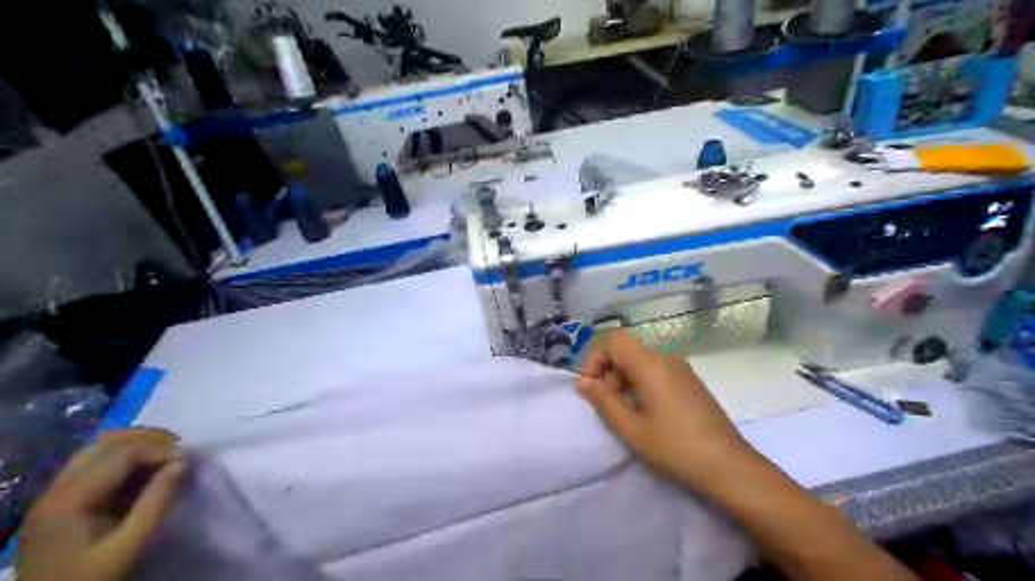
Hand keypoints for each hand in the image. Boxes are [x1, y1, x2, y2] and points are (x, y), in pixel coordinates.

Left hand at [18, 427, 188, 579]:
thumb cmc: (91, 579)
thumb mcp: (129, 545)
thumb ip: (157, 501)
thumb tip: (184, 462)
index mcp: (69, 498)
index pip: (121, 453)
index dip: (160, 450)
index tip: (188, 462)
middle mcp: (56, 489)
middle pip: (105, 443)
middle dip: (148, 439)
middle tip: (180, 451)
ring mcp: (54, 495)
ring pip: (98, 450)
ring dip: (136, 446)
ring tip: (166, 457)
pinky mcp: (61, 504)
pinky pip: (94, 465)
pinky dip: (124, 459)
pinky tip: (144, 472)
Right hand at [579, 332, 756, 489]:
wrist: (729, 467)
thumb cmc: (675, 447)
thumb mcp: (632, 428)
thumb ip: (604, 401)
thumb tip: (583, 383)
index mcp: (651, 364)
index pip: (613, 340)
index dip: (595, 359)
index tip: (590, 387)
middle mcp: (667, 358)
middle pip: (627, 351)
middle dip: (608, 373)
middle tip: (606, 406)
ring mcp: (682, 369)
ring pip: (641, 362)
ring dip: (624, 380)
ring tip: (625, 414)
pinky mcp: (690, 382)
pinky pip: (657, 372)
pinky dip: (642, 385)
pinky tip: (646, 414)